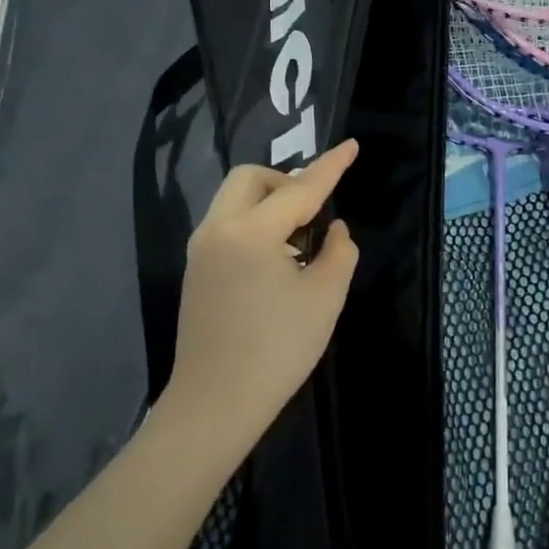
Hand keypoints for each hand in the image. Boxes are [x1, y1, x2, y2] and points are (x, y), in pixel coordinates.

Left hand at [166, 140, 360, 444]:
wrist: (216, 402)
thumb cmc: (278, 349)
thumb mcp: (325, 297)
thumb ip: (339, 252)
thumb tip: (334, 229)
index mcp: (251, 232)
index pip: (300, 188)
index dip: (331, 166)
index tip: (352, 146)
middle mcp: (217, 229)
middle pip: (251, 179)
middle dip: (287, 182)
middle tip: (316, 212)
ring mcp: (201, 251)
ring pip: (235, 201)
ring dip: (270, 204)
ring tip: (301, 240)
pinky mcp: (196, 271)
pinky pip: (227, 226)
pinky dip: (254, 225)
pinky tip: (277, 261)